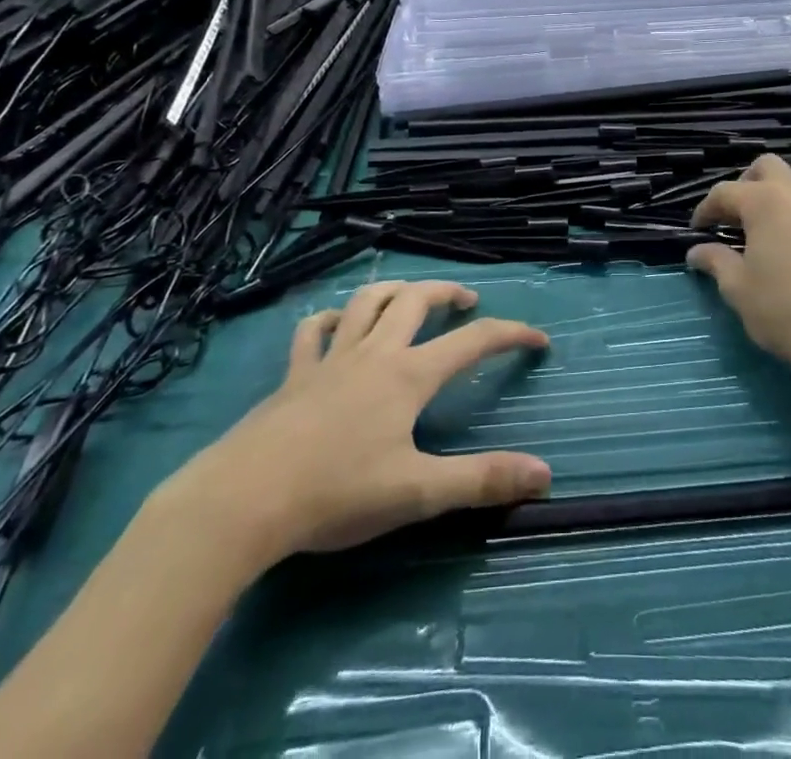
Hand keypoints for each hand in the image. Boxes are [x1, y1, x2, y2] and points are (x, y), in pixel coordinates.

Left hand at [162, 281, 550, 573]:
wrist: (245, 500)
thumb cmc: (336, 493)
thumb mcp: (417, 493)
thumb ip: (481, 481)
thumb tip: (545, 474)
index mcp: (408, 375)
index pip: (473, 341)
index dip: (510, 334)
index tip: (538, 339)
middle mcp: (374, 353)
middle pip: (416, 300)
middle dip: (448, 293)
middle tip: (468, 302)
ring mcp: (330, 359)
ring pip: (366, 301)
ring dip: (394, 291)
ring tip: (410, 297)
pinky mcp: (294, 374)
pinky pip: (313, 331)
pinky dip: (329, 319)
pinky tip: (335, 324)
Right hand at [688, 154, 790, 384]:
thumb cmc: (784, 309)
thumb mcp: (738, 288)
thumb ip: (716, 262)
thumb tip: (695, 252)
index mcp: (763, 202)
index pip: (725, 192)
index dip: (706, 209)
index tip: (698, 229)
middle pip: (767, 166)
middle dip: (746, 183)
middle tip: (736, 214)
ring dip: (782, 185)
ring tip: (770, 215)